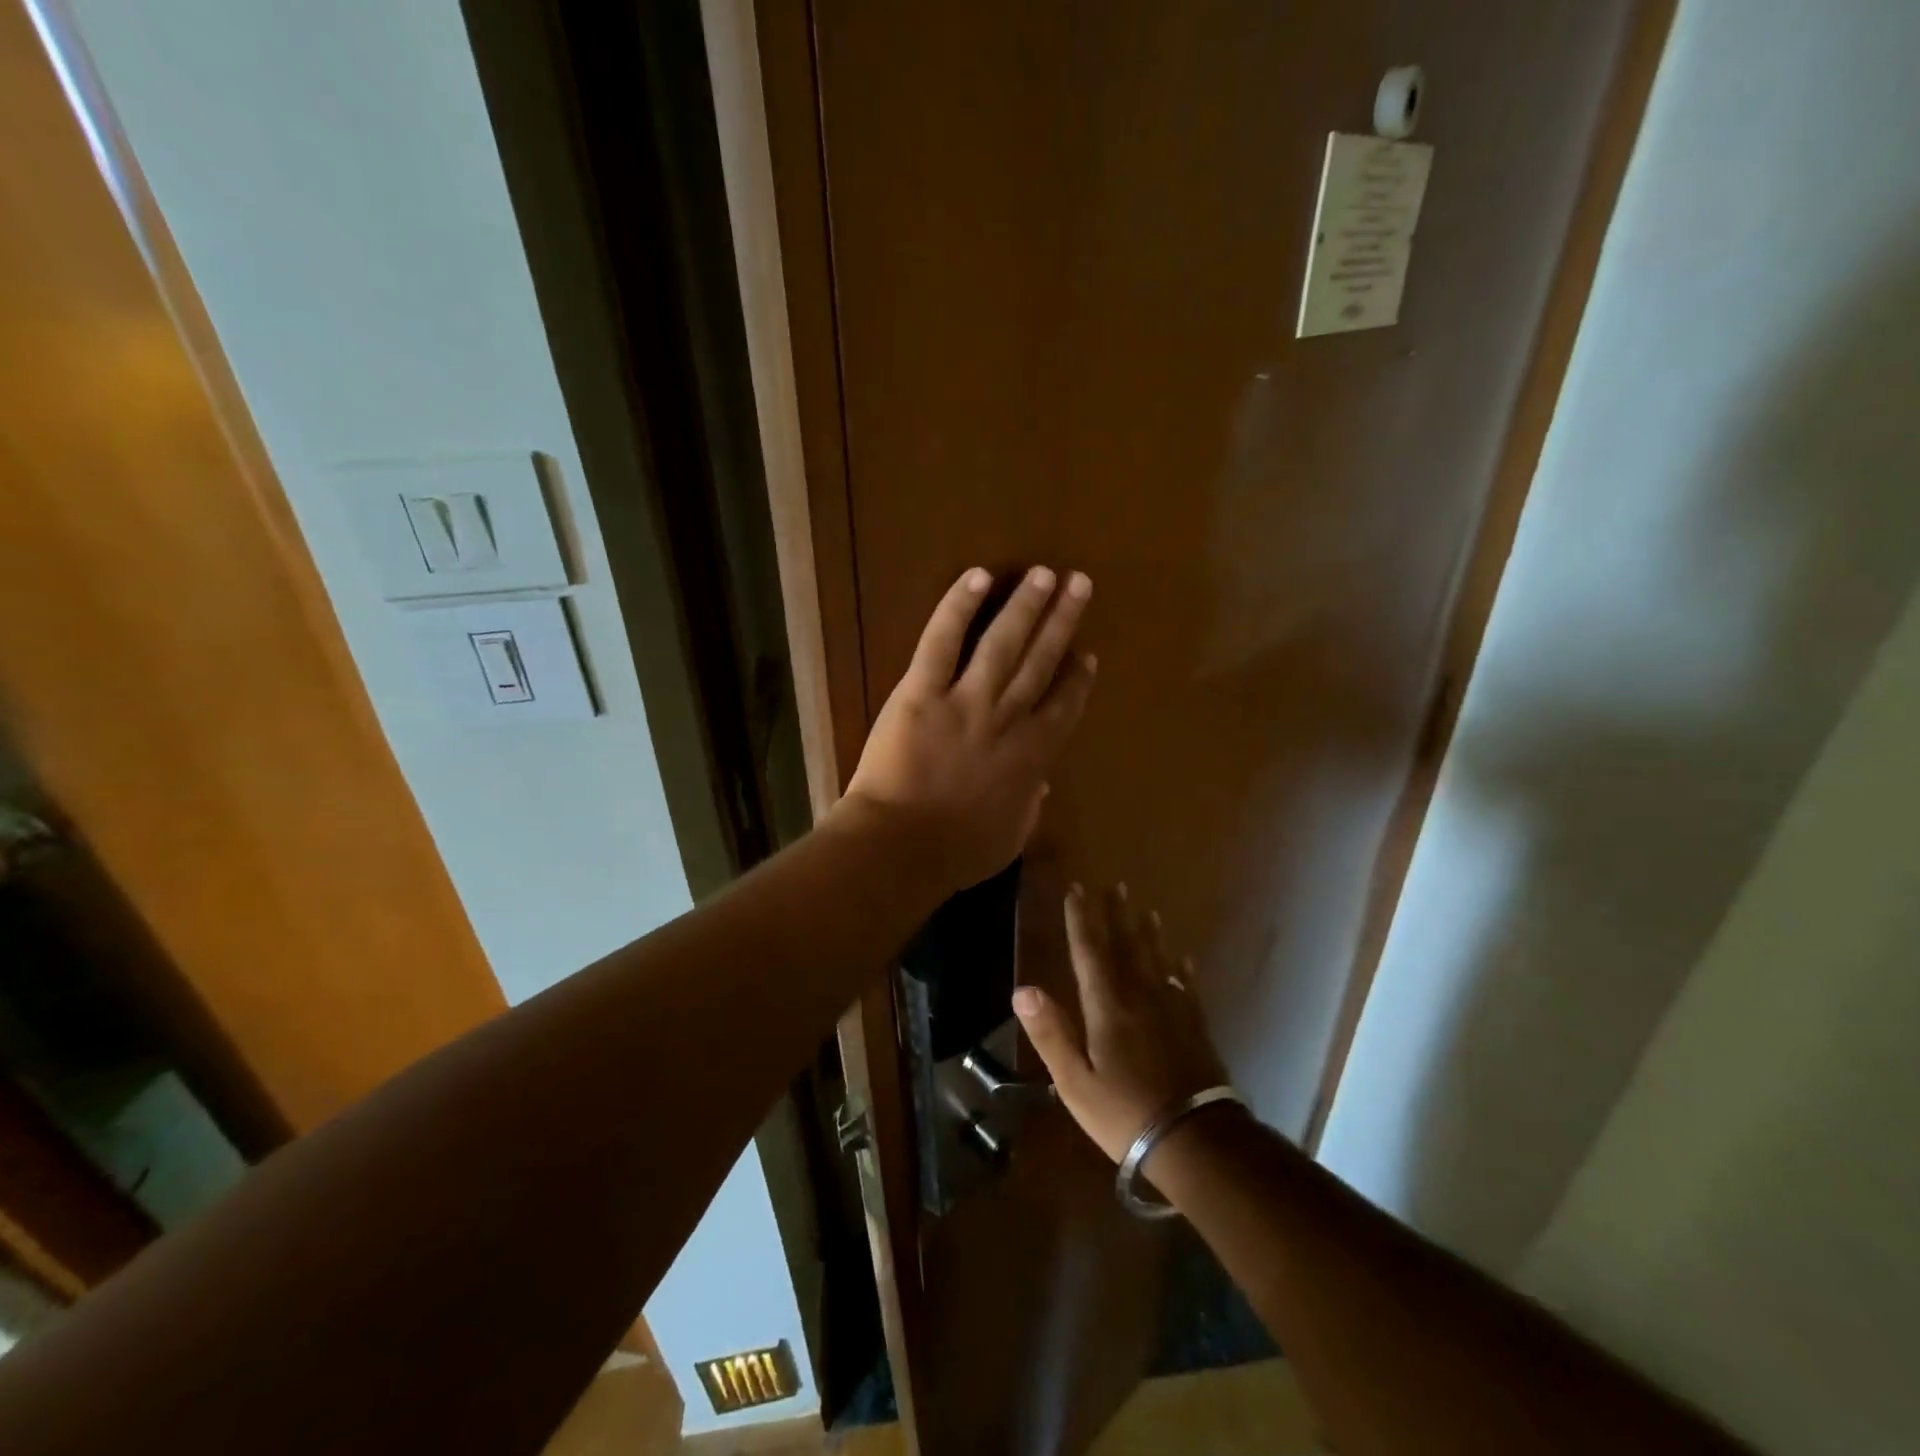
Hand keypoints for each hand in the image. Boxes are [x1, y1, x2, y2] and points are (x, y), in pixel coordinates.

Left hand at [839, 566, 1096, 892]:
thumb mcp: (1009, 838)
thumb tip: (1043, 782)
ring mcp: (966, 700)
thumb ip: (1030, 806)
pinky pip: (943, 642)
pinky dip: (958, 607)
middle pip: (1041, 661)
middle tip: (1079, 585)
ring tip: (1043, 573)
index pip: (1063, 707)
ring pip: (1003, 643)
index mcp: (1032, 756)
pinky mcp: (922, 692)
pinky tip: (978, 577)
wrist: (901, 848)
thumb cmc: (956, 852)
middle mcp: (1007, 718)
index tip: (1087, 654)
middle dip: (1062, 621)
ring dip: (1026, 605)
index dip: (1077, 679)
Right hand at [1013, 884, 1229, 1162]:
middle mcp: (1140, 997)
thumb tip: (1022, 990)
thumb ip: (1051, 1034)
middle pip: (1126, 947)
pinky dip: (1182, 968)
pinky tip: (1183, 959)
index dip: (1082, 920)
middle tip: (1114, 886)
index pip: (1090, 953)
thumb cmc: (1125, 1114)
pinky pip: (1186, 986)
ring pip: (1158, 961)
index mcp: (1108, 1008)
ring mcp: (1172, 1010)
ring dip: (1149, 934)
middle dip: (1117, 915)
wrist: (1196, 1141)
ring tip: (1147, 911)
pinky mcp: (1195, 1027)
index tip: (1077, 890)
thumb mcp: (1075, 1082)